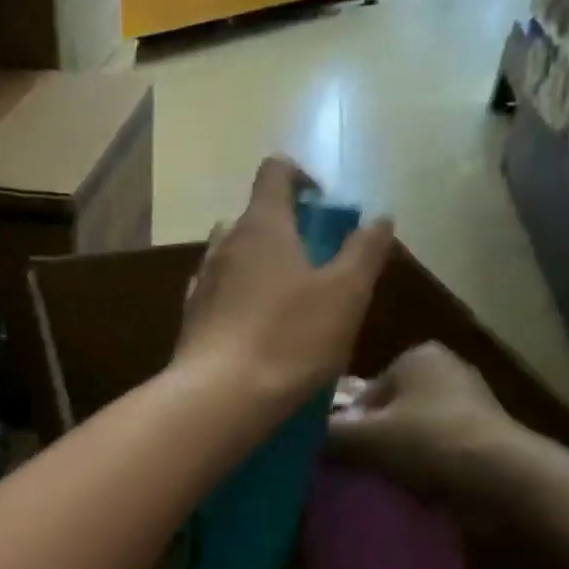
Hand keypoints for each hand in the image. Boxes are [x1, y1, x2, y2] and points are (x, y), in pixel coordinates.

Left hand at [173, 156, 392, 421]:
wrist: (219, 396)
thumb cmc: (289, 338)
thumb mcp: (346, 294)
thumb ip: (365, 250)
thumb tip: (378, 219)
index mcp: (261, 225)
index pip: (275, 172)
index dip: (302, 177)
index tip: (325, 207)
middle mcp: (223, 244)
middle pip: (252, 216)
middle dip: (283, 229)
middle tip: (314, 262)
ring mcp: (201, 282)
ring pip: (232, 256)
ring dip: (259, 266)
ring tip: (289, 300)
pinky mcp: (190, 319)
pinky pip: (219, 294)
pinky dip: (239, 298)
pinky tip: (258, 330)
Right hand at [327, 342, 526, 505]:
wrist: (503, 479)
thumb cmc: (428, 443)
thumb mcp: (363, 438)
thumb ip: (327, 434)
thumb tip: (300, 439)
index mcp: (417, 355)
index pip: (364, 390)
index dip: (349, 424)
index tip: (345, 453)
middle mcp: (447, 368)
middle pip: (389, 410)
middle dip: (375, 438)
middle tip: (362, 469)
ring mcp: (472, 401)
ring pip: (414, 431)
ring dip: (400, 454)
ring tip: (389, 482)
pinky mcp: (488, 434)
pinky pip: (440, 448)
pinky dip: (427, 465)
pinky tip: (418, 489)